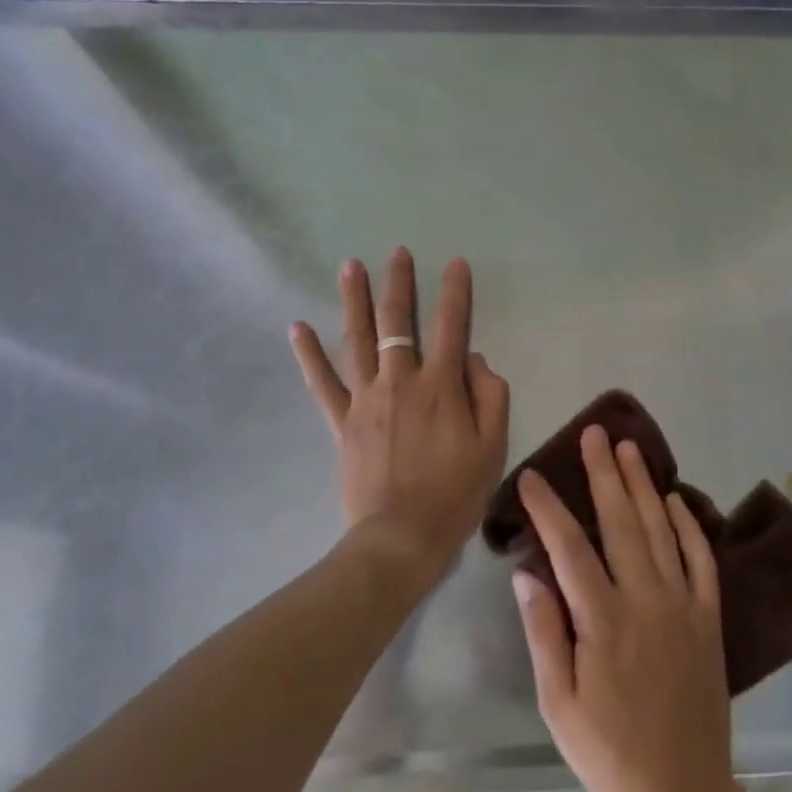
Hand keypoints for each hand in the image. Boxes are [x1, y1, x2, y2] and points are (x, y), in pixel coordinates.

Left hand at [291, 249, 509, 584]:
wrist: (401, 539)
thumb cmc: (455, 493)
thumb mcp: (493, 445)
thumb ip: (491, 394)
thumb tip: (474, 357)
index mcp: (441, 385)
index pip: (451, 325)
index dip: (455, 291)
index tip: (456, 263)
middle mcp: (400, 381)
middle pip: (397, 322)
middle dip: (399, 283)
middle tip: (397, 253)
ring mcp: (366, 399)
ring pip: (357, 339)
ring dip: (354, 300)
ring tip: (350, 266)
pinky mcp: (342, 421)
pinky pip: (322, 383)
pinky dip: (309, 355)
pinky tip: (297, 327)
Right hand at [512, 426, 734, 791]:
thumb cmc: (608, 752)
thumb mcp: (558, 705)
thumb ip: (543, 633)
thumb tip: (525, 572)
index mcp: (603, 621)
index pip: (570, 547)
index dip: (550, 507)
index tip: (533, 476)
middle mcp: (646, 600)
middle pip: (622, 522)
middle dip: (604, 473)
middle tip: (594, 432)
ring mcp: (683, 605)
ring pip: (661, 529)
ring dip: (644, 484)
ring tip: (630, 447)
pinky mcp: (709, 617)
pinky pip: (701, 559)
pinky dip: (689, 525)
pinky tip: (675, 499)